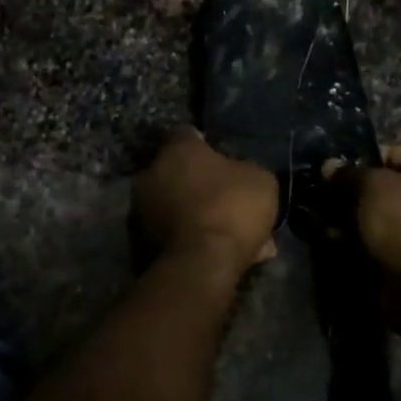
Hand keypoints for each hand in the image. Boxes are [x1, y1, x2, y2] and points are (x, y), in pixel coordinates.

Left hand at [133, 130, 278, 276]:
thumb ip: (245, 170)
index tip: (222, 159)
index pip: (187, 135)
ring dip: (195, 215)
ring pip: (175, 207)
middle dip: (198, 184)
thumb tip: (240, 173)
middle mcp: (150, 174)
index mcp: (177, 150)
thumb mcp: (260, 180)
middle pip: (177, 173)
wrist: (201, 265)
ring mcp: (140, 211)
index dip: (206, 146)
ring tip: (227, 234)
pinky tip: (217, 253)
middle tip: (226, 200)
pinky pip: (173, 235)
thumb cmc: (231, 208)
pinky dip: (191, 240)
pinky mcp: (140, 243)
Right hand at [325, 145, 400, 293]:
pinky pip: (383, 244)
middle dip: (358, 192)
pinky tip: (335, 242)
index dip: (371, 156)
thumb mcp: (372, 187)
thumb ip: (350, 174)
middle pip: (392, 189)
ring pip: (384, 219)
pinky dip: (361, 242)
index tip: (343, 167)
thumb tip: (329, 165)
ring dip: (356, 219)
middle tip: (329, 195)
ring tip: (325, 220)